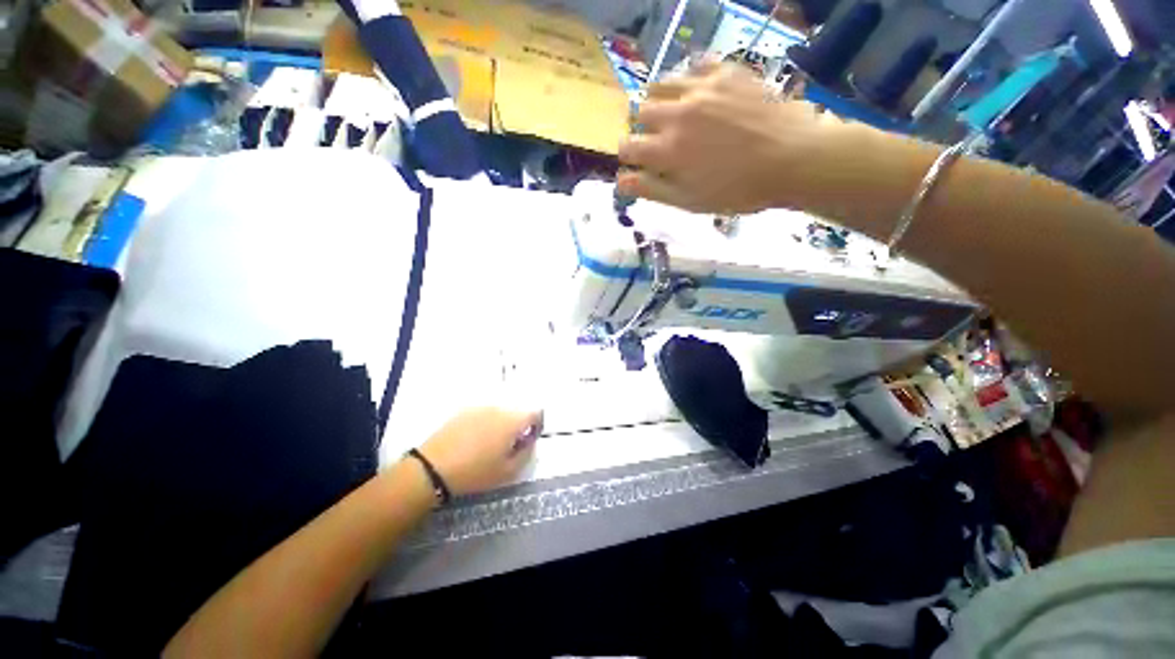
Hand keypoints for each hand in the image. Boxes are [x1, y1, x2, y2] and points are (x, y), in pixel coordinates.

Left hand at [418, 408, 541, 495]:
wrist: (433, 468)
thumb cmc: (476, 472)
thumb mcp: (508, 471)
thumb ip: (527, 454)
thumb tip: (530, 442)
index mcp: (513, 420)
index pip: (536, 413)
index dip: (537, 426)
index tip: (529, 440)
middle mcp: (499, 408)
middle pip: (517, 412)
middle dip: (518, 426)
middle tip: (509, 446)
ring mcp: (480, 407)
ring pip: (500, 413)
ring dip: (501, 424)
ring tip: (490, 445)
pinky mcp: (464, 411)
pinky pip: (483, 414)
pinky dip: (485, 423)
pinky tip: (474, 441)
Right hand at [617, 62, 852, 214]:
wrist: (792, 159)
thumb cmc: (737, 190)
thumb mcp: (690, 201)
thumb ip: (652, 189)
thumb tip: (621, 181)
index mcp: (667, 151)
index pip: (627, 147)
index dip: (628, 156)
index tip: (638, 163)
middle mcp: (677, 114)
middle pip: (641, 112)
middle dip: (644, 129)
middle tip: (661, 141)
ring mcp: (702, 88)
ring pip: (662, 83)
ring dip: (661, 101)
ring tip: (675, 114)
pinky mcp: (726, 72)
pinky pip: (695, 65)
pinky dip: (689, 80)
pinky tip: (698, 94)